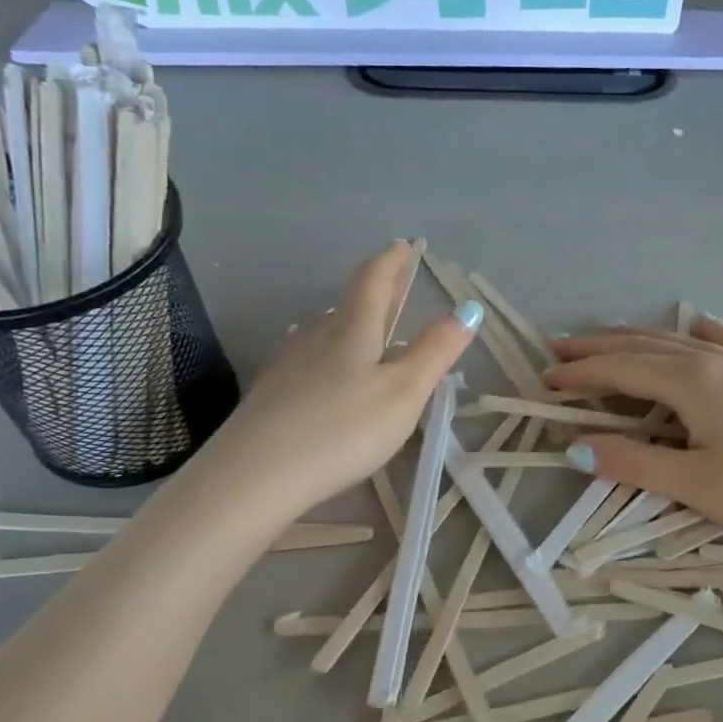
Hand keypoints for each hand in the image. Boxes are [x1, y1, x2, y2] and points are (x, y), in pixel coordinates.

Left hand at [197, 242, 477, 519]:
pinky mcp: (271, 394)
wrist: (255, 475)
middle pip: (347, 305)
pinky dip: (328, 356)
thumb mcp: (403, 394)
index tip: (404, 246)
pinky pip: (308, 360)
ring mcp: (288, 365)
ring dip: (349, 324)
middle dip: (375, 293)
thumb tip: (467, 308)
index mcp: (352, 331)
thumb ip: (435, 351)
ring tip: (366, 330)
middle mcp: (316, 337)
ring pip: (325, 332)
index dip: (392, 261)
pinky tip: (326, 374)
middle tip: (394, 285)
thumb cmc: (341, 431)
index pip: (373, 281)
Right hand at [543, 317, 722, 550]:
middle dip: (600, 349)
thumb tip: (576, 447)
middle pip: (646, 347)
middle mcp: (717, 363)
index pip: (622, 371)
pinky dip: (705, 334)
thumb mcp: (699, 485)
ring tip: (609, 338)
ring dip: (640, 339)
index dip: (581, 375)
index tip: (545, 379)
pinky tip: (701, 325)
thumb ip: (635, 463)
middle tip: (560, 351)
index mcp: (694, 384)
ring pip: (683, 342)